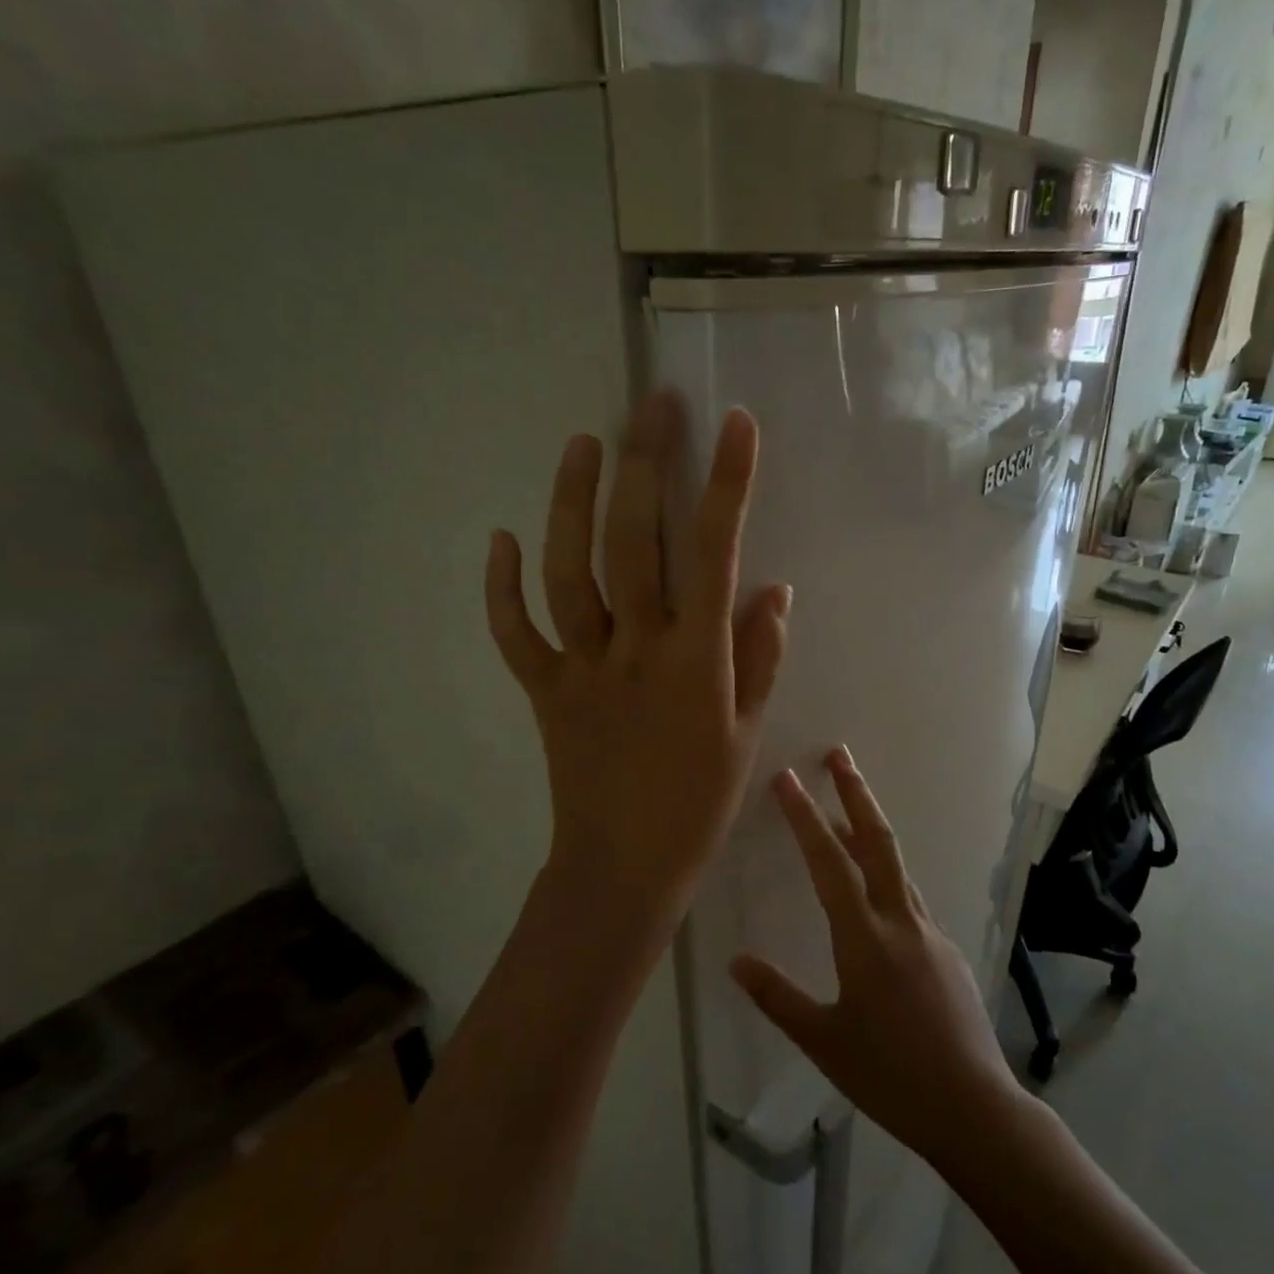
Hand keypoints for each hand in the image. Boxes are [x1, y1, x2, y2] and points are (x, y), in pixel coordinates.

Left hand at [485, 391, 790, 957]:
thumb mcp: (746, 733)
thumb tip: (771, 588)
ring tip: (583, 442)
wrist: (623, 869)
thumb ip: (759, 657)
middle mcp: (635, 649)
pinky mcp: (543, 690)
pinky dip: (502, 587)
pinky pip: (515, 633)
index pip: (714, 555)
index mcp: (696, 661)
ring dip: (572, 502)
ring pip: (569, 571)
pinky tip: (502, 540)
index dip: (726, 485)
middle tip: (653, 404)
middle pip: (634, 541)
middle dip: (646, 464)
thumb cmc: (698, 803)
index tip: (736, 424)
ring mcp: (581, 667)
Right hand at [731, 749, 1025, 1168]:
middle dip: (855, 794)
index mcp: (865, 940)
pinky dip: (885, 878)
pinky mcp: (946, 949)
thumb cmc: (890, 1076)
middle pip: (877, 841)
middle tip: (839, 754)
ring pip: (895, 866)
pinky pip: (908, 899)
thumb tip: (737, 962)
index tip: (788, 779)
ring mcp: (929, 932)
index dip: (805, 817)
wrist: (973, 1107)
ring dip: (869, 831)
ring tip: (845, 813)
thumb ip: (778, 998)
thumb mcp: (824, 1042)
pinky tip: (874, 899)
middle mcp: (901, 921)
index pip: (829, 863)